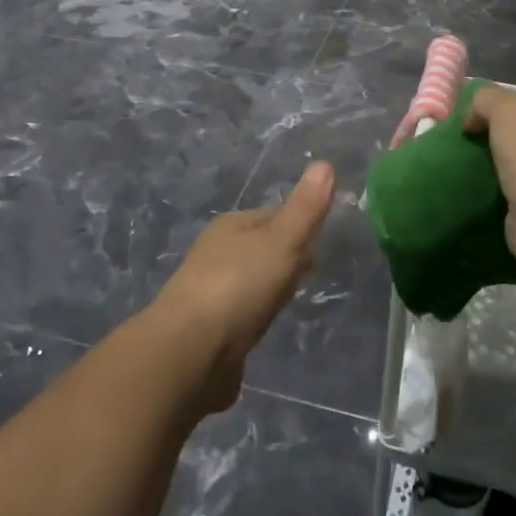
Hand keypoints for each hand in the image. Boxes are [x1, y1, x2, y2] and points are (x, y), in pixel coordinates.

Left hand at [150, 161, 335, 411]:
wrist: (190, 352)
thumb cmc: (239, 286)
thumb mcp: (282, 241)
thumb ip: (306, 208)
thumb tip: (325, 163)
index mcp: (230, 226)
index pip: (272, 216)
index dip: (298, 226)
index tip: (320, 242)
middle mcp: (214, 253)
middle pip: (259, 249)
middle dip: (282, 258)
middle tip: (308, 273)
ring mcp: (207, 292)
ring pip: (248, 282)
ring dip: (267, 289)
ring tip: (288, 302)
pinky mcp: (206, 330)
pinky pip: (239, 315)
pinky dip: (252, 317)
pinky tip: (262, 329)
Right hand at [463, 87, 515, 276]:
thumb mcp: (506, 108)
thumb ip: (486, 99)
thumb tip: (473, 118)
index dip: (512, 108)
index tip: (483, 121)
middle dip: (511, 140)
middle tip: (480, 144)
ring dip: (512, 168)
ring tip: (483, 169)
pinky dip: (514, 193)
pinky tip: (495, 192)